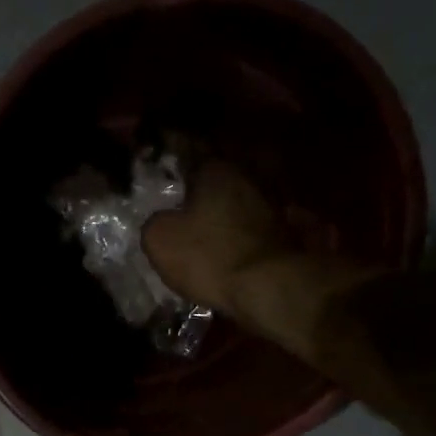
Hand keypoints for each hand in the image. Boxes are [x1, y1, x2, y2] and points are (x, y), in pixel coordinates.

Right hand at [143, 144, 314, 316]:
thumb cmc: (209, 255)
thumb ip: (154, 221)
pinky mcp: (282, 232)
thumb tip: (162, 219)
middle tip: (177, 196)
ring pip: (234, 199)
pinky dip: (235, 231)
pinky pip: (248, 224)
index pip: (189, 148)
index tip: (160, 154)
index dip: (172, 151)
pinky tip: (223, 244)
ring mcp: (269, 203)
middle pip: (216, 174)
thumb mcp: (159, 239)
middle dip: (197, 184)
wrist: (269, 287)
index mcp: (215, 168)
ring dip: (219, 209)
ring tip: (200, 223)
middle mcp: (247, 175)